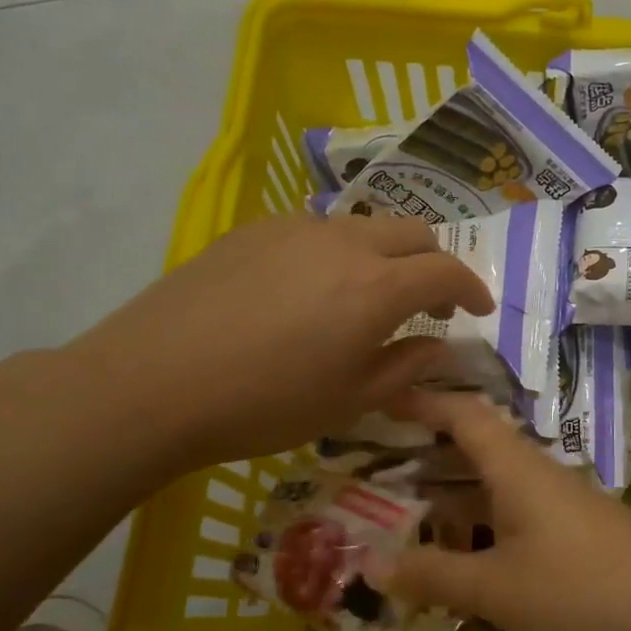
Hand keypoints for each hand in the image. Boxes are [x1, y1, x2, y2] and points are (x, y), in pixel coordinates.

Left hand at [67, 214, 494, 472]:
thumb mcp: (349, 401)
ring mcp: (295, 228)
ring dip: (386, 255)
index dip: (472, 289)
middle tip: (429, 302)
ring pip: (364, 226)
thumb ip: (405, 366)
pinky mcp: (254, 230)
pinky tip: (311, 289)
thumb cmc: (264, 404)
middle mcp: (345, 242)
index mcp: (377, 288)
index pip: (446, 271)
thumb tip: (436, 344)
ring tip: (369, 295)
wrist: (153, 382)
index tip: (478, 310)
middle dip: (434, 263)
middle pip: (412, 233)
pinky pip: (317, 230)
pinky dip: (339, 252)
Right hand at [364, 391, 630, 630]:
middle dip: (428, 452)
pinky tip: (464, 556)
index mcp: (515, 468)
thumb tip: (368, 562)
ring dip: (453, 493)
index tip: (381, 399)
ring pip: (496, 485)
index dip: (423, 402)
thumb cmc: (580, 589)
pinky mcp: (574, 533)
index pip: (464, 414)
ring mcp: (560, 504)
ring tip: (406, 512)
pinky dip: (481, 523)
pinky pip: (515, 514)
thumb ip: (433, 574)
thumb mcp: (496, 588)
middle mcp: (537, 475)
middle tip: (376, 465)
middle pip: (477, 447)